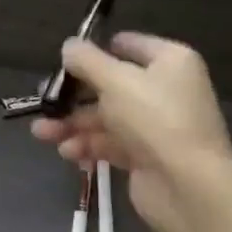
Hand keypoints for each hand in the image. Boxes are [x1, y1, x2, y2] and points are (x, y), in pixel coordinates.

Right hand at [31, 32, 231, 226]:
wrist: (188, 187)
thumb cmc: (154, 119)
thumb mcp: (115, 80)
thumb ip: (86, 60)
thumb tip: (69, 45)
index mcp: (169, 62)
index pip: (128, 45)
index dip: (96, 51)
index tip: (64, 62)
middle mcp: (165, 90)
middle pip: (110, 85)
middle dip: (73, 96)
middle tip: (44, 102)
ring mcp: (156, 126)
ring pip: (105, 117)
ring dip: (72, 124)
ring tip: (42, 134)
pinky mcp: (146, 157)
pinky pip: (111, 144)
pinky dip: (87, 146)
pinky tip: (66, 152)